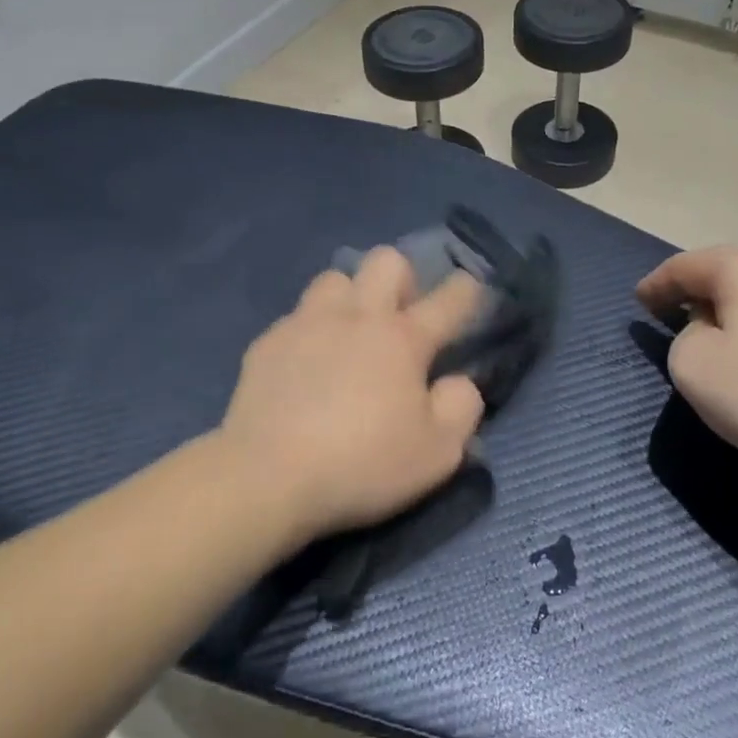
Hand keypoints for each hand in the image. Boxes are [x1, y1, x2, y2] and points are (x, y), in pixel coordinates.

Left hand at [216, 248, 485, 542]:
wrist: (267, 476)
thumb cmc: (362, 464)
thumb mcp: (437, 452)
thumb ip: (461, 407)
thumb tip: (458, 382)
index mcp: (403, 339)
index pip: (449, 299)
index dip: (466, 289)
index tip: (470, 291)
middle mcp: (357, 317)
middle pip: (386, 260)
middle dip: (403, 279)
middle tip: (400, 319)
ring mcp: (307, 324)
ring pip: (335, 278)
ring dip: (350, 298)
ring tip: (348, 336)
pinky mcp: (268, 342)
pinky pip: (296, 317)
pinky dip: (310, 333)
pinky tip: (306, 368)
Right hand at [636, 248, 737, 492]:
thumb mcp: (695, 367)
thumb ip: (683, 338)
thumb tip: (710, 331)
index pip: (687, 265)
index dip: (657, 284)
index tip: (639, 302)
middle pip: (727, 272)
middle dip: (695, 291)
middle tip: (671, 313)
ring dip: (730, 312)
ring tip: (713, 338)